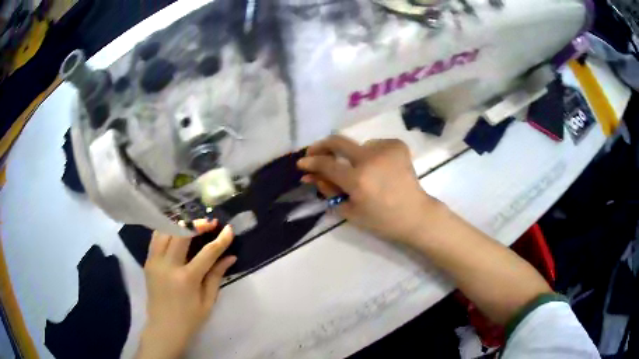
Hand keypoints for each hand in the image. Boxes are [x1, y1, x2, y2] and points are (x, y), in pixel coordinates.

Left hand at [136, 219, 235, 358]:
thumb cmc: (189, 319)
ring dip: (180, 224)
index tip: (229, 229)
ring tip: (193, 225)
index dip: (220, 240)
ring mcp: (154, 261)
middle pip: (181, 233)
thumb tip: (230, 256)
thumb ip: (217, 276)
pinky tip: (176, 232)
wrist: (163, 328)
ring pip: (165, 230)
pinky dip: (166, 230)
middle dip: (198, 224)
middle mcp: (168, 265)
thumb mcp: (208, 301)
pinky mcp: (147, 261)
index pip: (207, 252)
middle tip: (210, 223)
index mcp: (186, 279)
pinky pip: (156, 238)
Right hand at [297, 135, 440, 243]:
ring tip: (357, 170)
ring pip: (358, 146)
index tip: (302, 163)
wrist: (415, 215)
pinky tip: (377, 168)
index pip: (326, 164)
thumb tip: (313, 176)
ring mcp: (386, 149)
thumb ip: (329, 191)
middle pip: (338, 141)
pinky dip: (370, 154)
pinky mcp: (397, 145)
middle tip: (315, 153)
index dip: (311, 162)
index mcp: (358, 179)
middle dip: (322, 145)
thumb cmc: (382, 220)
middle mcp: (370, 159)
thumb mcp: (350, 211)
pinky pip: (374, 145)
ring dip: (351, 156)